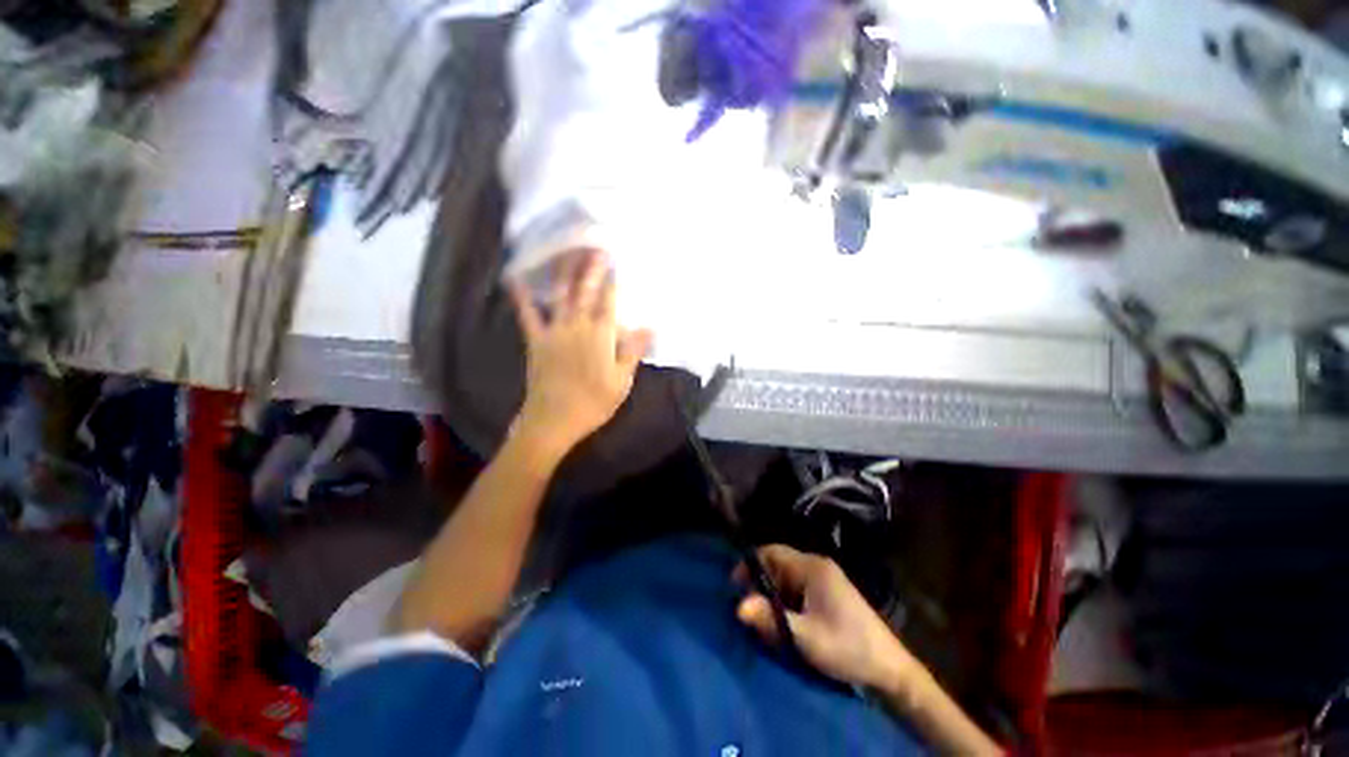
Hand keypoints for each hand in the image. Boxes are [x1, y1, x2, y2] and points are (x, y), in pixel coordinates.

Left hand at [509, 249, 652, 459]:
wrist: (554, 420)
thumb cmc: (594, 402)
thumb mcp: (622, 380)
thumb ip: (633, 351)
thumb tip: (650, 327)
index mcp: (601, 336)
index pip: (609, 302)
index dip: (613, 281)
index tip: (616, 260)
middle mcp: (578, 326)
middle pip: (586, 292)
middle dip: (591, 268)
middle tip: (594, 246)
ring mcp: (555, 331)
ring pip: (561, 296)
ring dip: (564, 273)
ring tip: (566, 251)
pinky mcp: (537, 340)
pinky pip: (528, 314)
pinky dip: (522, 296)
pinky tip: (516, 278)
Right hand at [734, 545, 926, 693]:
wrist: (890, 670)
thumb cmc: (847, 648)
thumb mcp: (806, 637)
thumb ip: (772, 619)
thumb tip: (738, 606)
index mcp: (812, 567)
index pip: (771, 552)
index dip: (750, 565)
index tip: (736, 586)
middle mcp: (817, 566)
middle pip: (778, 564)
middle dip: (761, 584)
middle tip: (751, 610)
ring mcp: (824, 580)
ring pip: (786, 578)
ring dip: (773, 596)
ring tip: (767, 622)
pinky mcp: (828, 594)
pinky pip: (797, 589)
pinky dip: (786, 602)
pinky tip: (786, 624)